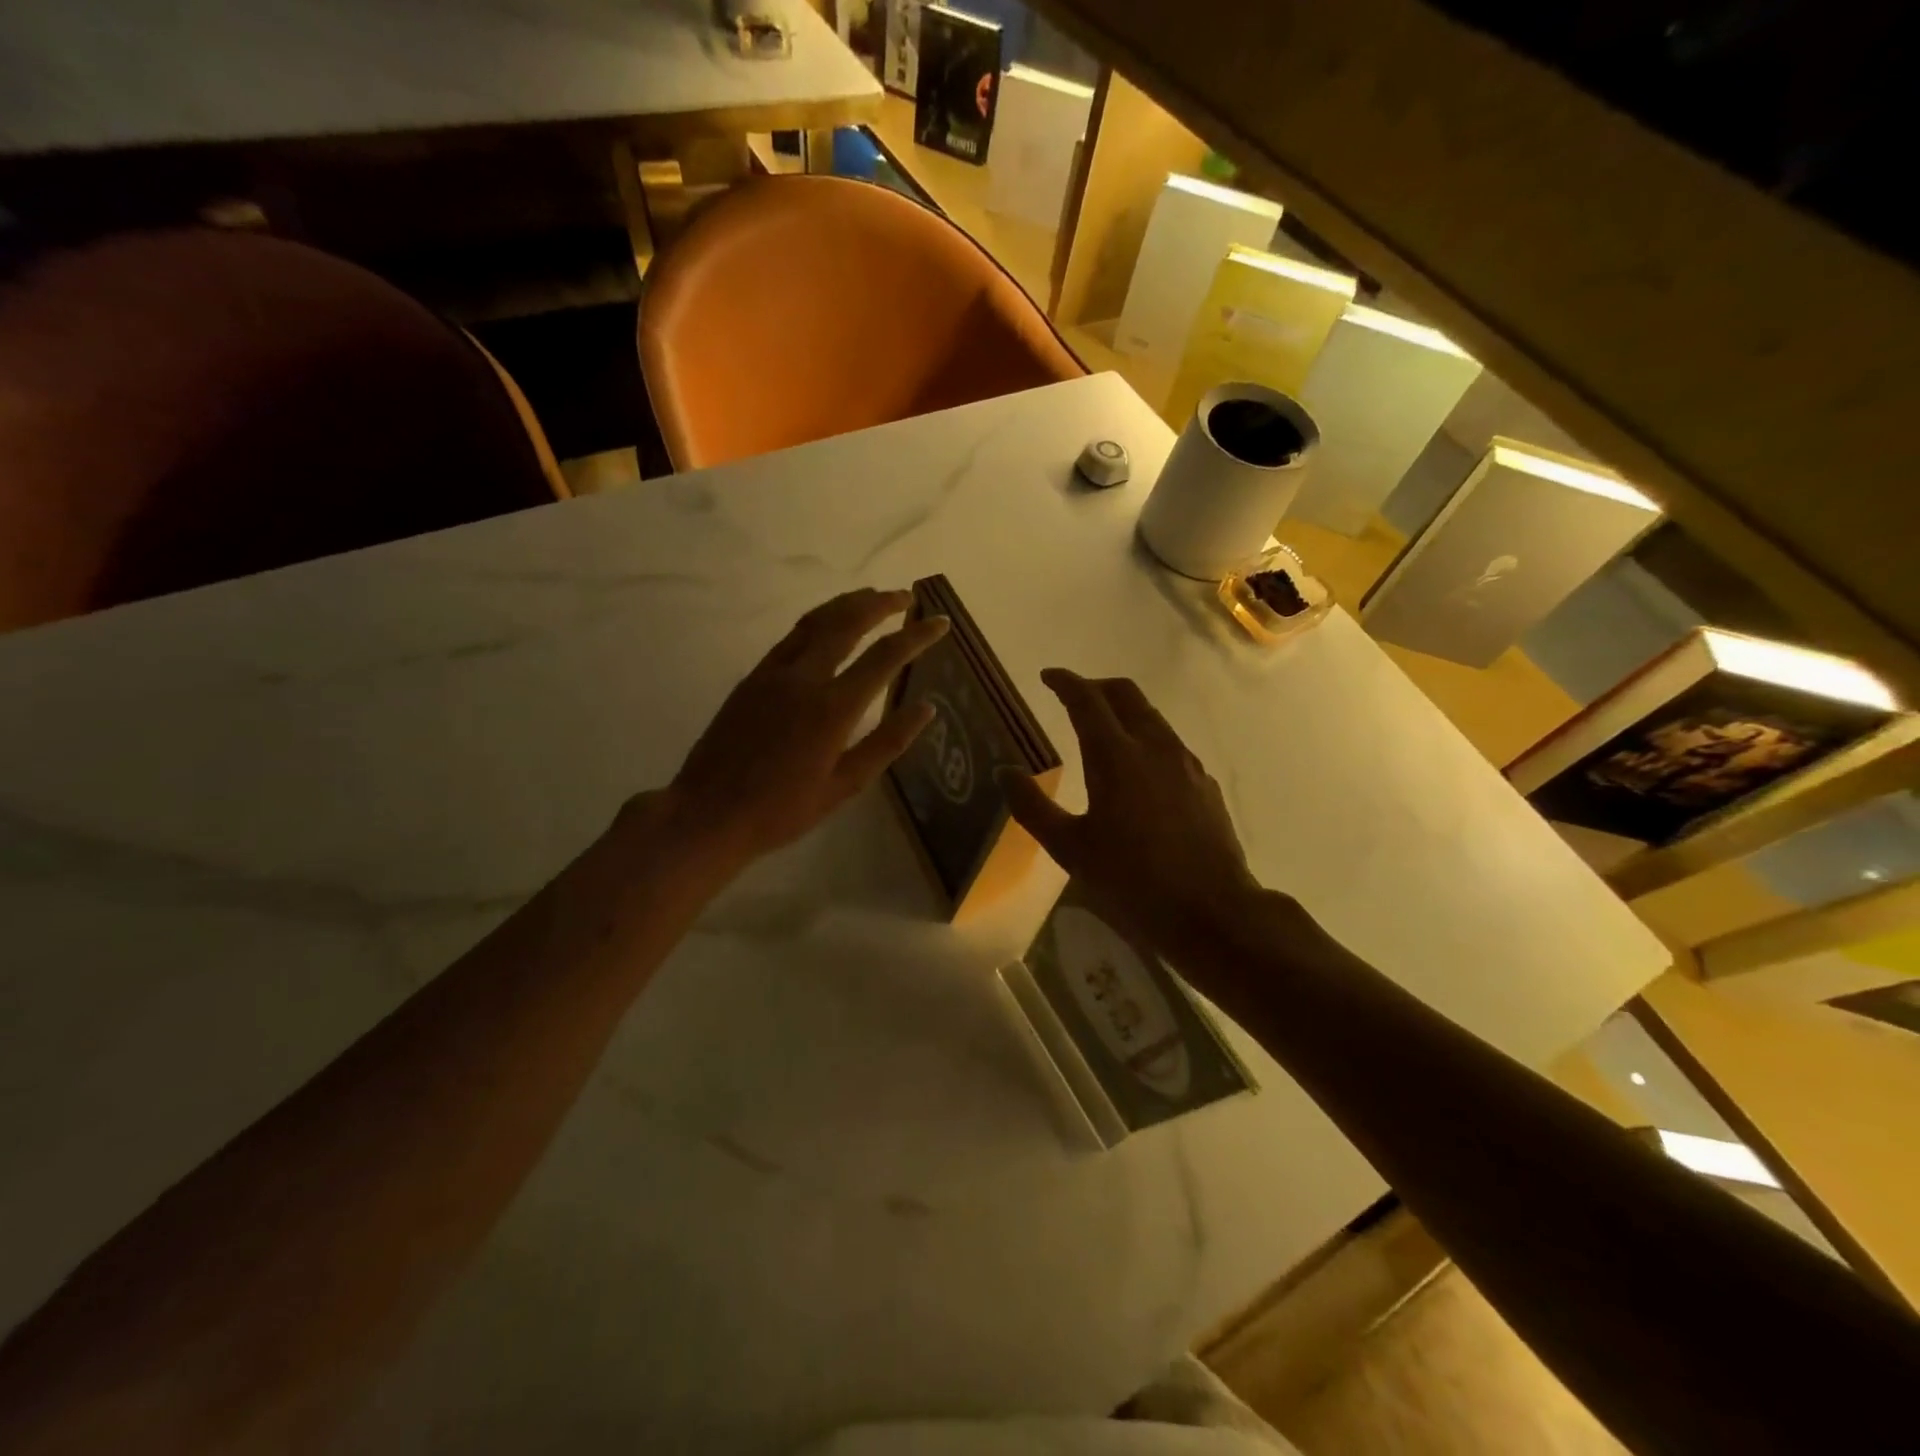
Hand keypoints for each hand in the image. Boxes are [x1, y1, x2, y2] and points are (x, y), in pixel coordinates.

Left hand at [663, 588, 947, 871]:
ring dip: (847, 604)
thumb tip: (926, 709)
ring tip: (872, 596)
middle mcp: (805, 678)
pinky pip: (791, 637)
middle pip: (848, 623)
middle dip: (881, 604)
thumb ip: (887, 742)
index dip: (916, 636)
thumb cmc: (783, 810)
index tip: (940, 622)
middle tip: (906, 597)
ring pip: (816, 621)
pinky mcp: (752, 678)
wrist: (709, 813)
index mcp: (833, 708)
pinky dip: (817, 621)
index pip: (885, 657)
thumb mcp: (845, 785)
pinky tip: (827, 624)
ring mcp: (774, 674)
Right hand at [1000, 669, 1292, 977]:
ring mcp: (1186, 763)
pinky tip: (1138, 772)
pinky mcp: (1204, 784)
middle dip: (1096, 686)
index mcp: (1116, 757)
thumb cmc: (1133, 882)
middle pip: (1126, 694)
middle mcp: (1154, 747)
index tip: (1047, 676)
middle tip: (1073, 696)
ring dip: (1123, 711)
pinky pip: (1170, 744)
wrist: (1213, 912)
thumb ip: (1033, 807)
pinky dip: (1146, 739)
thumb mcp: (1071, 850)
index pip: (1087, 700)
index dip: (1065, 682)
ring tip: (1102, 731)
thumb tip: (1005, 772)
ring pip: (1152, 717)